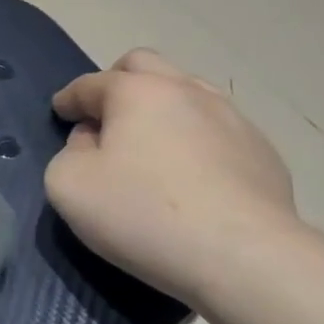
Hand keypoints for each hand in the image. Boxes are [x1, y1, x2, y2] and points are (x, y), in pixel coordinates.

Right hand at [46, 50, 298, 302]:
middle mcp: (186, 90)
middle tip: (105, 116)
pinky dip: (196, 139)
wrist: (245, 258)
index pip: (90, 84)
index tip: (61, 112)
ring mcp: (232, 118)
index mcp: (136, 91)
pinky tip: (194, 176)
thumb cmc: (144, 214)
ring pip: (188, 92)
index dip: (69, 98)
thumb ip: (68, 153)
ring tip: (152, 143)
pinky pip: (218, 130)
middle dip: (117, 83)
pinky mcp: (263, 152)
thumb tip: (92, 141)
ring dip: (162, 107)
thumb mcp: (69, 186)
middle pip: (144, 66)